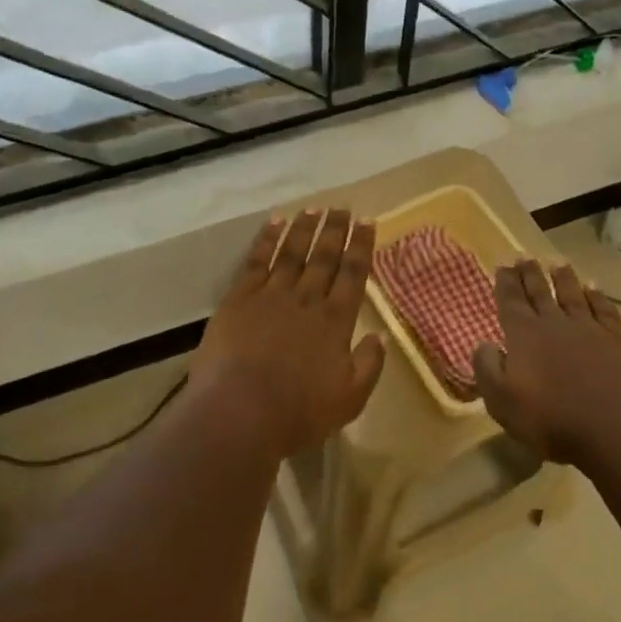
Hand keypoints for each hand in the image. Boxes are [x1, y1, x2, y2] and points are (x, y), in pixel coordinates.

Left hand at [191, 209, 384, 458]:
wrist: (239, 413)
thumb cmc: (298, 413)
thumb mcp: (349, 399)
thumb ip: (368, 365)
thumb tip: (381, 336)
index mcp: (336, 321)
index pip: (354, 274)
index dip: (362, 246)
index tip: (368, 223)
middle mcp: (307, 299)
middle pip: (325, 256)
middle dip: (335, 230)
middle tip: (343, 208)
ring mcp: (271, 295)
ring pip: (292, 252)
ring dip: (305, 228)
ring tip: (314, 208)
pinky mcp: (240, 299)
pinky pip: (257, 261)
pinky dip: (267, 239)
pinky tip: (275, 223)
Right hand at [473, 258, 620, 464]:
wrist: (616, 426)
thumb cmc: (551, 418)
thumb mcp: (502, 401)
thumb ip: (487, 369)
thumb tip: (483, 344)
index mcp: (524, 335)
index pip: (511, 301)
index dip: (505, 283)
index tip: (503, 265)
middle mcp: (555, 323)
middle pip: (540, 292)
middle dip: (530, 274)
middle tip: (524, 256)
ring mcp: (590, 328)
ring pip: (573, 295)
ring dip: (564, 278)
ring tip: (557, 263)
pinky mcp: (619, 339)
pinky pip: (604, 309)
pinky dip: (598, 296)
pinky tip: (594, 289)